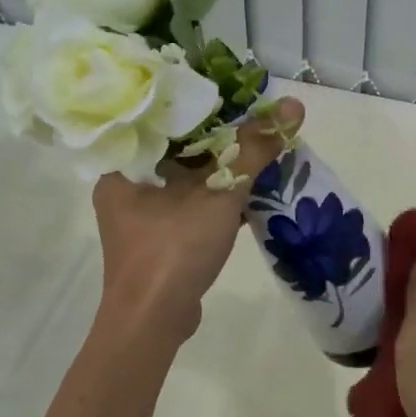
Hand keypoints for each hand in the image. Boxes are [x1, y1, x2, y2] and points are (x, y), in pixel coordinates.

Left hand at [91, 98, 303, 341]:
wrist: (153, 323)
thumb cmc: (174, 249)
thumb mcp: (219, 194)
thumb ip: (255, 149)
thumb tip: (293, 106)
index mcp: (122, 166)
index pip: (159, 119)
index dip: (196, 104)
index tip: (230, 94)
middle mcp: (123, 186)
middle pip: (175, 148)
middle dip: (215, 137)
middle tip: (251, 119)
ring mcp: (139, 216)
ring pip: (183, 178)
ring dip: (218, 168)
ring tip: (255, 147)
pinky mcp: (156, 240)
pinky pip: (187, 205)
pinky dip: (213, 197)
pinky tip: (247, 190)